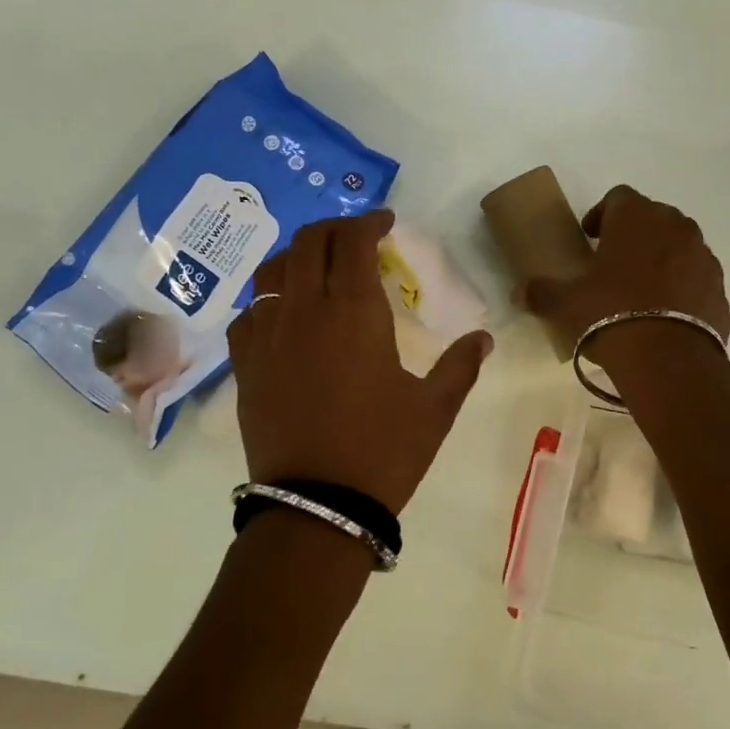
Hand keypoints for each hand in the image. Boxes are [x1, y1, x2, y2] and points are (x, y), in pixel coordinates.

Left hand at [227, 210, 492, 512]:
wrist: (318, 506)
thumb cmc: (383, 451)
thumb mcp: (435, 409)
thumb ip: (460, 366)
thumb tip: (484, 338)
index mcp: (354, 311)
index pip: (353, 241)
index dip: (369, 222)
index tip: (386, 222)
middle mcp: (305, 310)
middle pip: (308, 242)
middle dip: (334, 228)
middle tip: (356, 237)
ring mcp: (268, 336)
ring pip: (272, 270)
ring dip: (296, 254)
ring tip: (316, 264)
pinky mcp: (245, 365)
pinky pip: (248, 314)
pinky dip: (267, 299)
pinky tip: (282, 314)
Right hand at [523, 185, 729, 362]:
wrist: (669, 359)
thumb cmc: (609, 315)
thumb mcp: (565, 304)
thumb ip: (540, 292)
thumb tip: (519, 292)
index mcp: (636, 217)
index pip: (618, 197)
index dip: (601, 214)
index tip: (590, 239)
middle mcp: (675, 225)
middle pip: (652, 217)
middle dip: (634, 234)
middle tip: (613, 263)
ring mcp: (703, 255)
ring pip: (678, 245)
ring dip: (660, 258)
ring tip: (640, 290)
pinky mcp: (719, 286)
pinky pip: (695, 276)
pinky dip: (681, 285)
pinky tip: (665, 312)